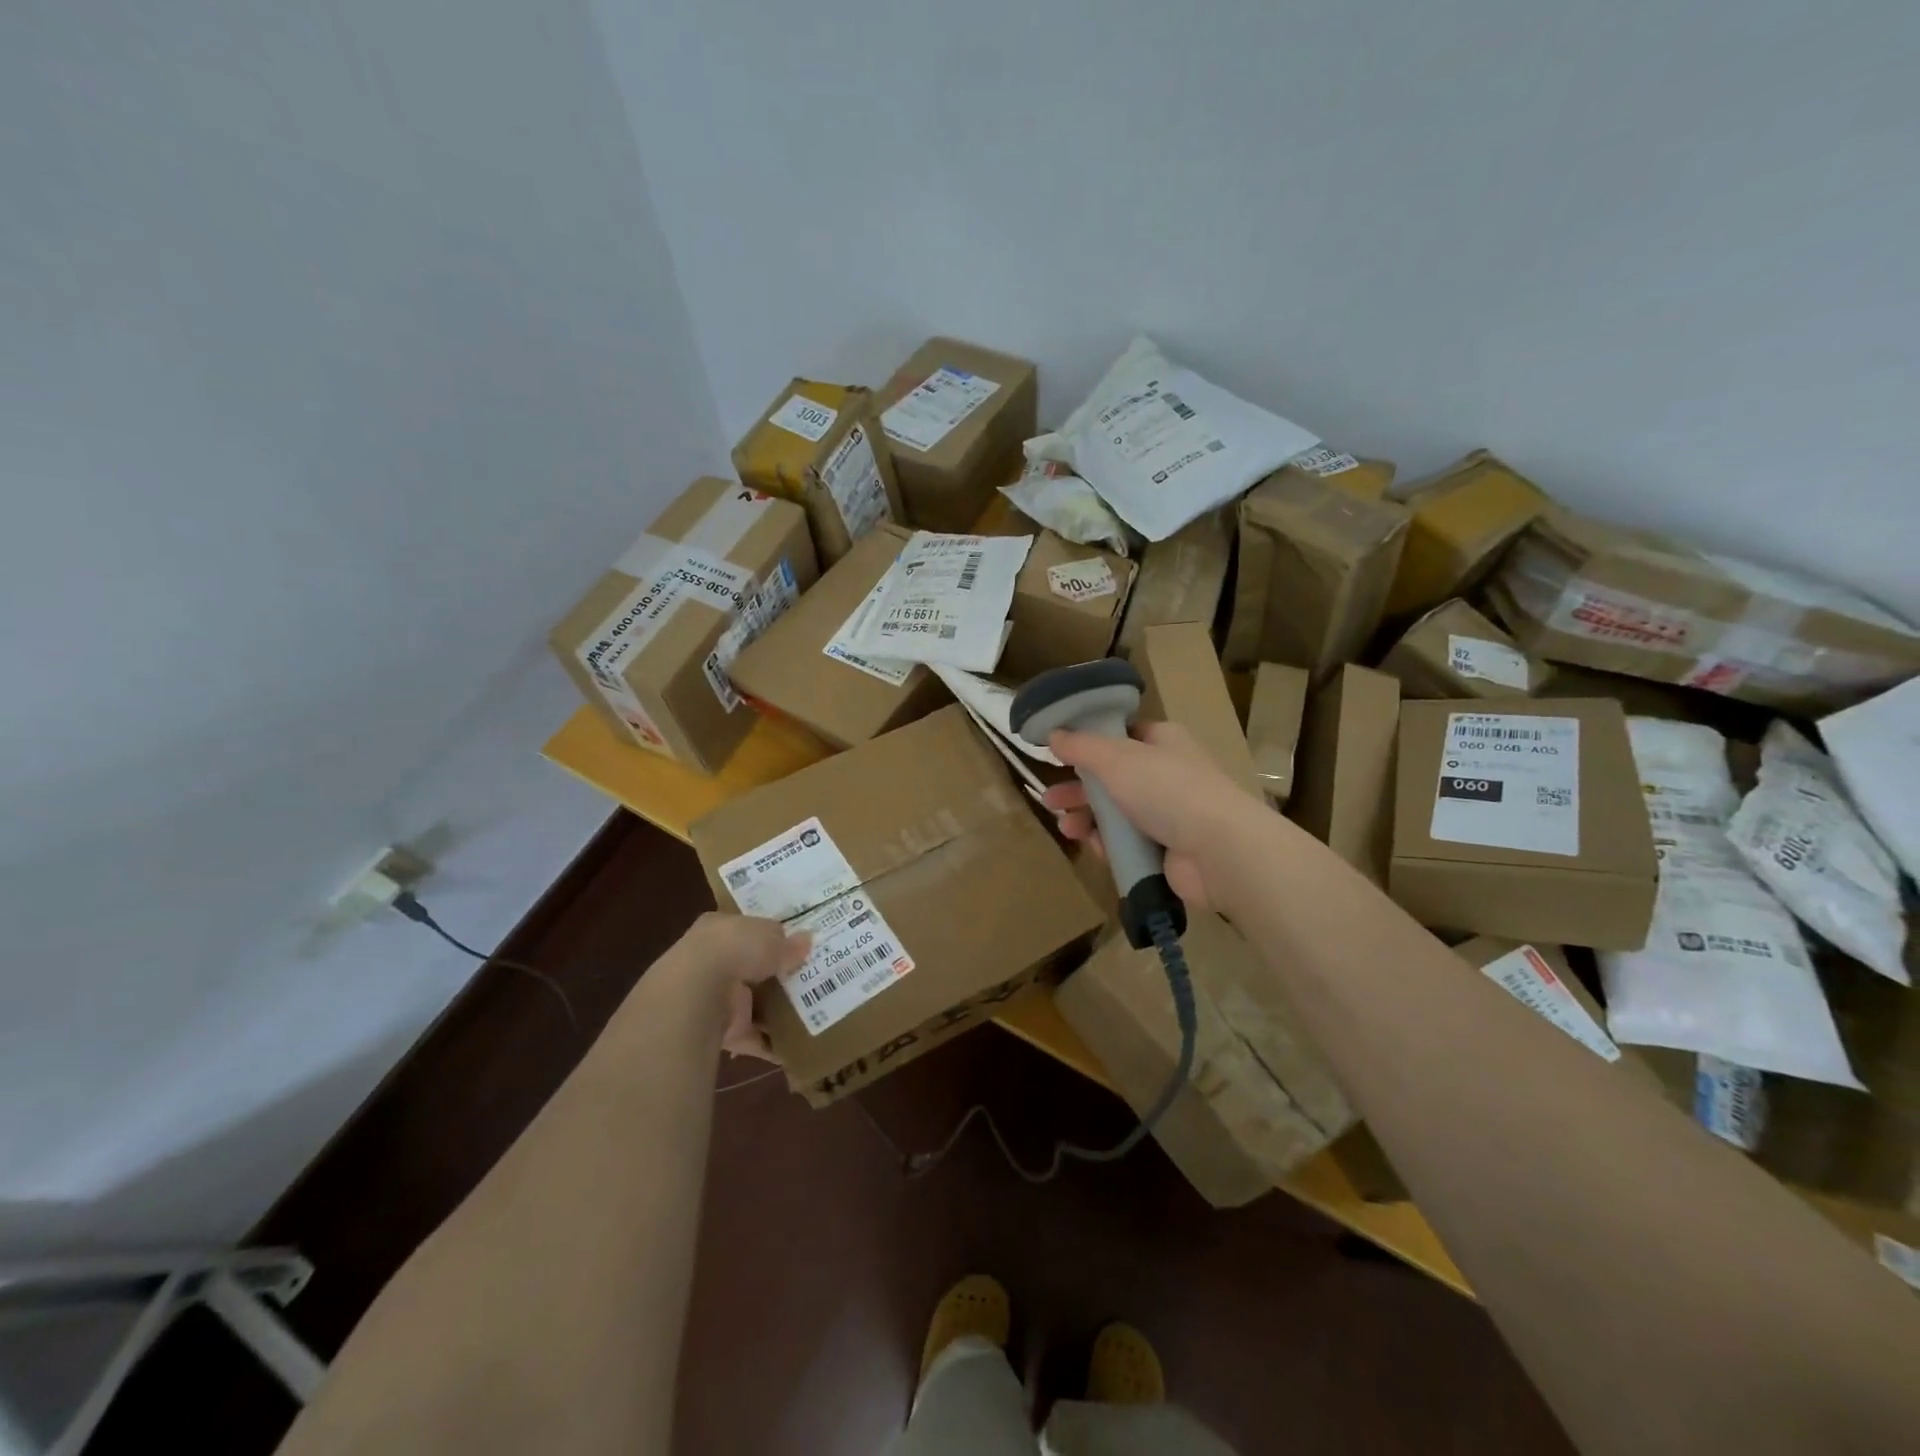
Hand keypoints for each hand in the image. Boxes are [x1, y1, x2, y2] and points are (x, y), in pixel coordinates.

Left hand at [678, 912, 809, 1060]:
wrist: (698, 994)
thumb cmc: (734, 949)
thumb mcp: (770, 937)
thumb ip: (788, 943)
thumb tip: (807, 942)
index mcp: (719, 929)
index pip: (747, 930)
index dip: (770, 936)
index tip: (796, 943)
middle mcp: (713, 962)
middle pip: (751, 968)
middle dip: (776, 975)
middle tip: (811, 977)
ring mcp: (715, 998)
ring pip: (752, 1003)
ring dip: (776, 1010)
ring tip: (814, 1012)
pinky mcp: (721, 1031)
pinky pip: (753, 1037)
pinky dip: (772, 1044)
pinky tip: (798, 1047)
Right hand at [1041, 720, 1271, 913]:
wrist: (1217, 850)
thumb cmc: (1166, 790)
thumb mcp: (1116, 759)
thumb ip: (1081, 746)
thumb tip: (1053, 733)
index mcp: (1162, 741)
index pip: (1123, 735)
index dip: (1091, 741)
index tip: (1060, 751)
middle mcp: (1166, 774)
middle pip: (1112, 778)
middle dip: (1079, 788)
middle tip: (1050, 799)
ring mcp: (1168, 814)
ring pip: (1116, 813)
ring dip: (1087, 818)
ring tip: (1066, 828)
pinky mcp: (1166, 849)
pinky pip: (1127, 843)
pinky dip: (1106, 845)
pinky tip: (1091, 846)